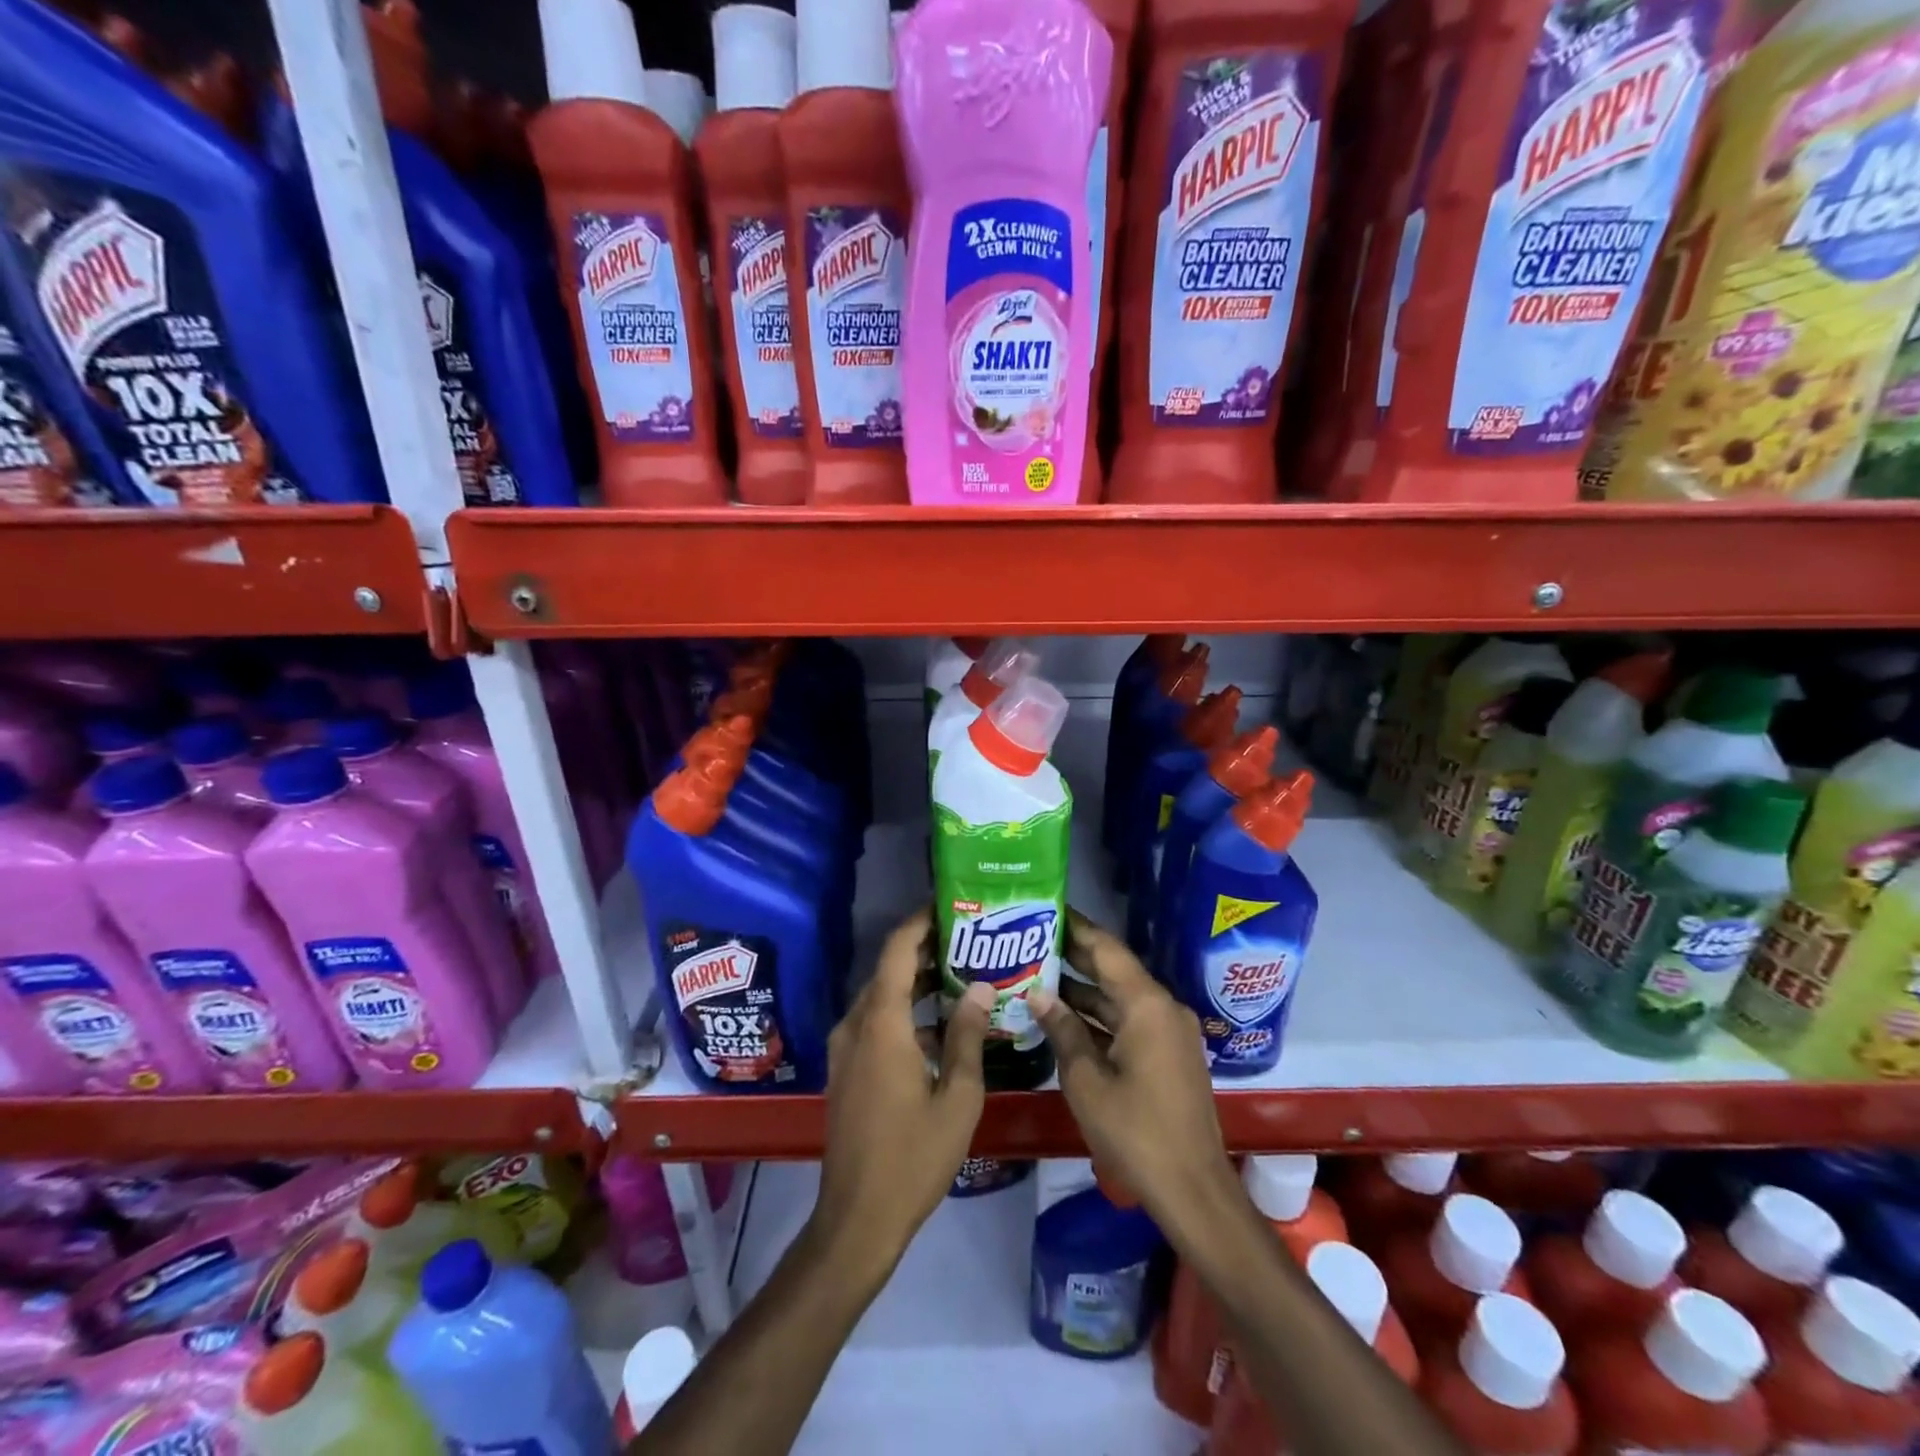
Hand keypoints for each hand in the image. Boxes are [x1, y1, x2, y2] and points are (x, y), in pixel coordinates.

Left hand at [811, 907, 993, 1280]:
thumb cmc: (913, 1158)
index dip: (921, 922)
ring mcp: (846, 1048)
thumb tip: (981, 986)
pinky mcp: (846, 1068)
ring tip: (964, 976)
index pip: (898, 951)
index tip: (951, 905)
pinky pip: (876, 1022)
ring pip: (883, 996)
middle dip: (927, 951)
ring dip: (918, 983)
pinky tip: (941, 1026)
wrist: (857, 1219)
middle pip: (890, 970)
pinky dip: (906, 1011)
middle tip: (972, 941)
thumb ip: (967, 1035)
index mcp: (882, 1024)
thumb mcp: (957, 1097)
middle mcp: (856, 1025)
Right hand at [1030, 911, 1237, 1230]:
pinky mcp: (1168, 1053)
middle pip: (1113, 969)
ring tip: (1036, 972)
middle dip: (1074, 954)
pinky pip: (1129, 1019)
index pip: (1106, 948)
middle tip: (1031, 937)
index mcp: (1146, 1005)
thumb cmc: (1136, 1133)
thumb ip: (1062, 1030)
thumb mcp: (1087, 1081)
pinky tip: (1064, 1016)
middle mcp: (1162, 1007)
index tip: (1045, 907)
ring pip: (1119, 996)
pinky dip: (1099, 1015)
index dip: (1075, 926)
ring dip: (1083, 988)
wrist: (1193, 1190)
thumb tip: (1037, 993)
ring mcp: (1168, 1031)